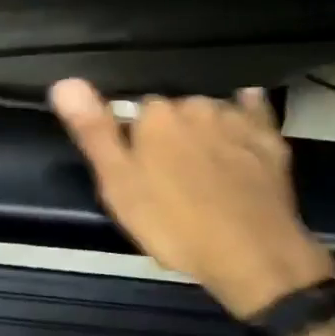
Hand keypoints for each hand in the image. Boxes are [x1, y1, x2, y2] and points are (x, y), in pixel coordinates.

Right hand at [48, 80, 334, 318]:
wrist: (252, 254)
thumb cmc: (175, 224)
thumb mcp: (119, 186)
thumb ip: (94, 132)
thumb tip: (64, 81)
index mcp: (156, 115)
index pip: (138, 111)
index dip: (137, 139)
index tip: (140, 168)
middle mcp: (196, 105)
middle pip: (176, 111)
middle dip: (172, 134)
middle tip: (172, 175)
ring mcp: (236, 119)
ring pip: (211, 112)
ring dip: (206, 129)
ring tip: (206, 166)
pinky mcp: (269, 138)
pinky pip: (254, 111)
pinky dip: (247, 113)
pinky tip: (244, 121)